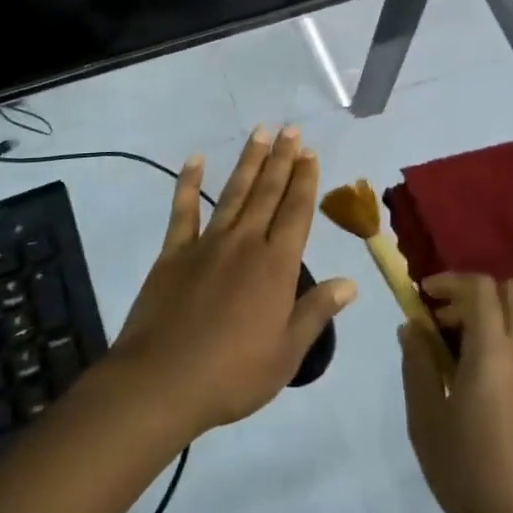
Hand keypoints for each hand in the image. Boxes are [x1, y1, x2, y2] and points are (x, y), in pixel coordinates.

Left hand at [111, 127, 356, 440]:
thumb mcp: (287, 353)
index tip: (310, 153)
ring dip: (248, 162)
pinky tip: (195, 160)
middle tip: (290, 129)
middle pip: (268, 193)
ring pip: (234, 193)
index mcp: (276, 266)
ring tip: (260, 132)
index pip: (296, 212)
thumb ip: (316, 311)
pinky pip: (183, 211)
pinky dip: (188, 183)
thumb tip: (350, 282)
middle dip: (282, 159)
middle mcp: (245, 243)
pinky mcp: (174, 253)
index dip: (305, 181)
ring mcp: (207, 244)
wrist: (162, 382)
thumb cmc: (233, 374)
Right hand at [400, 274, 512, 512]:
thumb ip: (418, 364)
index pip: (479, 288)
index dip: (451, 282)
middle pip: (511, 291)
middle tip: (451, 321)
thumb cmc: (467, 473)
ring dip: (507, 311)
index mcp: (491, 350)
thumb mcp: (426, 419)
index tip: (427, 296)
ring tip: (482, 339)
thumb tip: (413, 325)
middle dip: (478, 293)